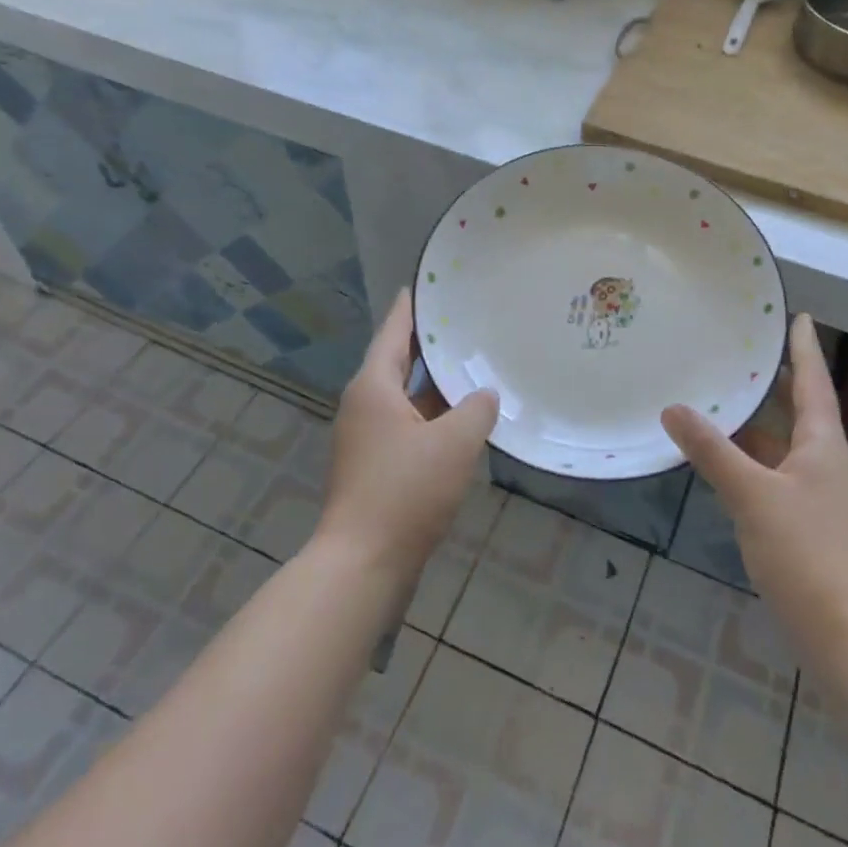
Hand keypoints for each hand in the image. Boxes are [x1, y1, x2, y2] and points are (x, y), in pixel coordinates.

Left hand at [315, 290, 499, 580]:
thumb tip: (484, 394)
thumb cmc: (405, 491)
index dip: (412, 305)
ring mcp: (367, 437)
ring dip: (436, 383)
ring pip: (406, 396)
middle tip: (465, 318)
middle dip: (430, 342)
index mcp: (373, 386)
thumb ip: (476, 409)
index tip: (430, 282)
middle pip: (398, 360)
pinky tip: (464, 417)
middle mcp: (364, 404)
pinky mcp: (375, 465)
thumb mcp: (454, 443)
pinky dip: (433, 415)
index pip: (394, 330)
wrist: (362, 564)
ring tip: (473, 362)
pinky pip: (408, 424)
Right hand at [661, 314, 847, 645]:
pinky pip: (776, 472)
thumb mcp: (752, 496)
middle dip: (777, 379)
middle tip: (745, 348)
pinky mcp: (806, 524)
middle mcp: (824, 463)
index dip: (804, 347)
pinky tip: (726, 459)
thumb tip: (674, 408)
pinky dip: (753, 457)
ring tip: (725, 395)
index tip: (798, 315)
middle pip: (801, 409)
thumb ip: (712, 451)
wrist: (847, 637)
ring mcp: (817, 496)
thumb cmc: (806, 554)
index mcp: (821, 445)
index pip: (813, 382)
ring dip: (760, 420)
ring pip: (785, 443)